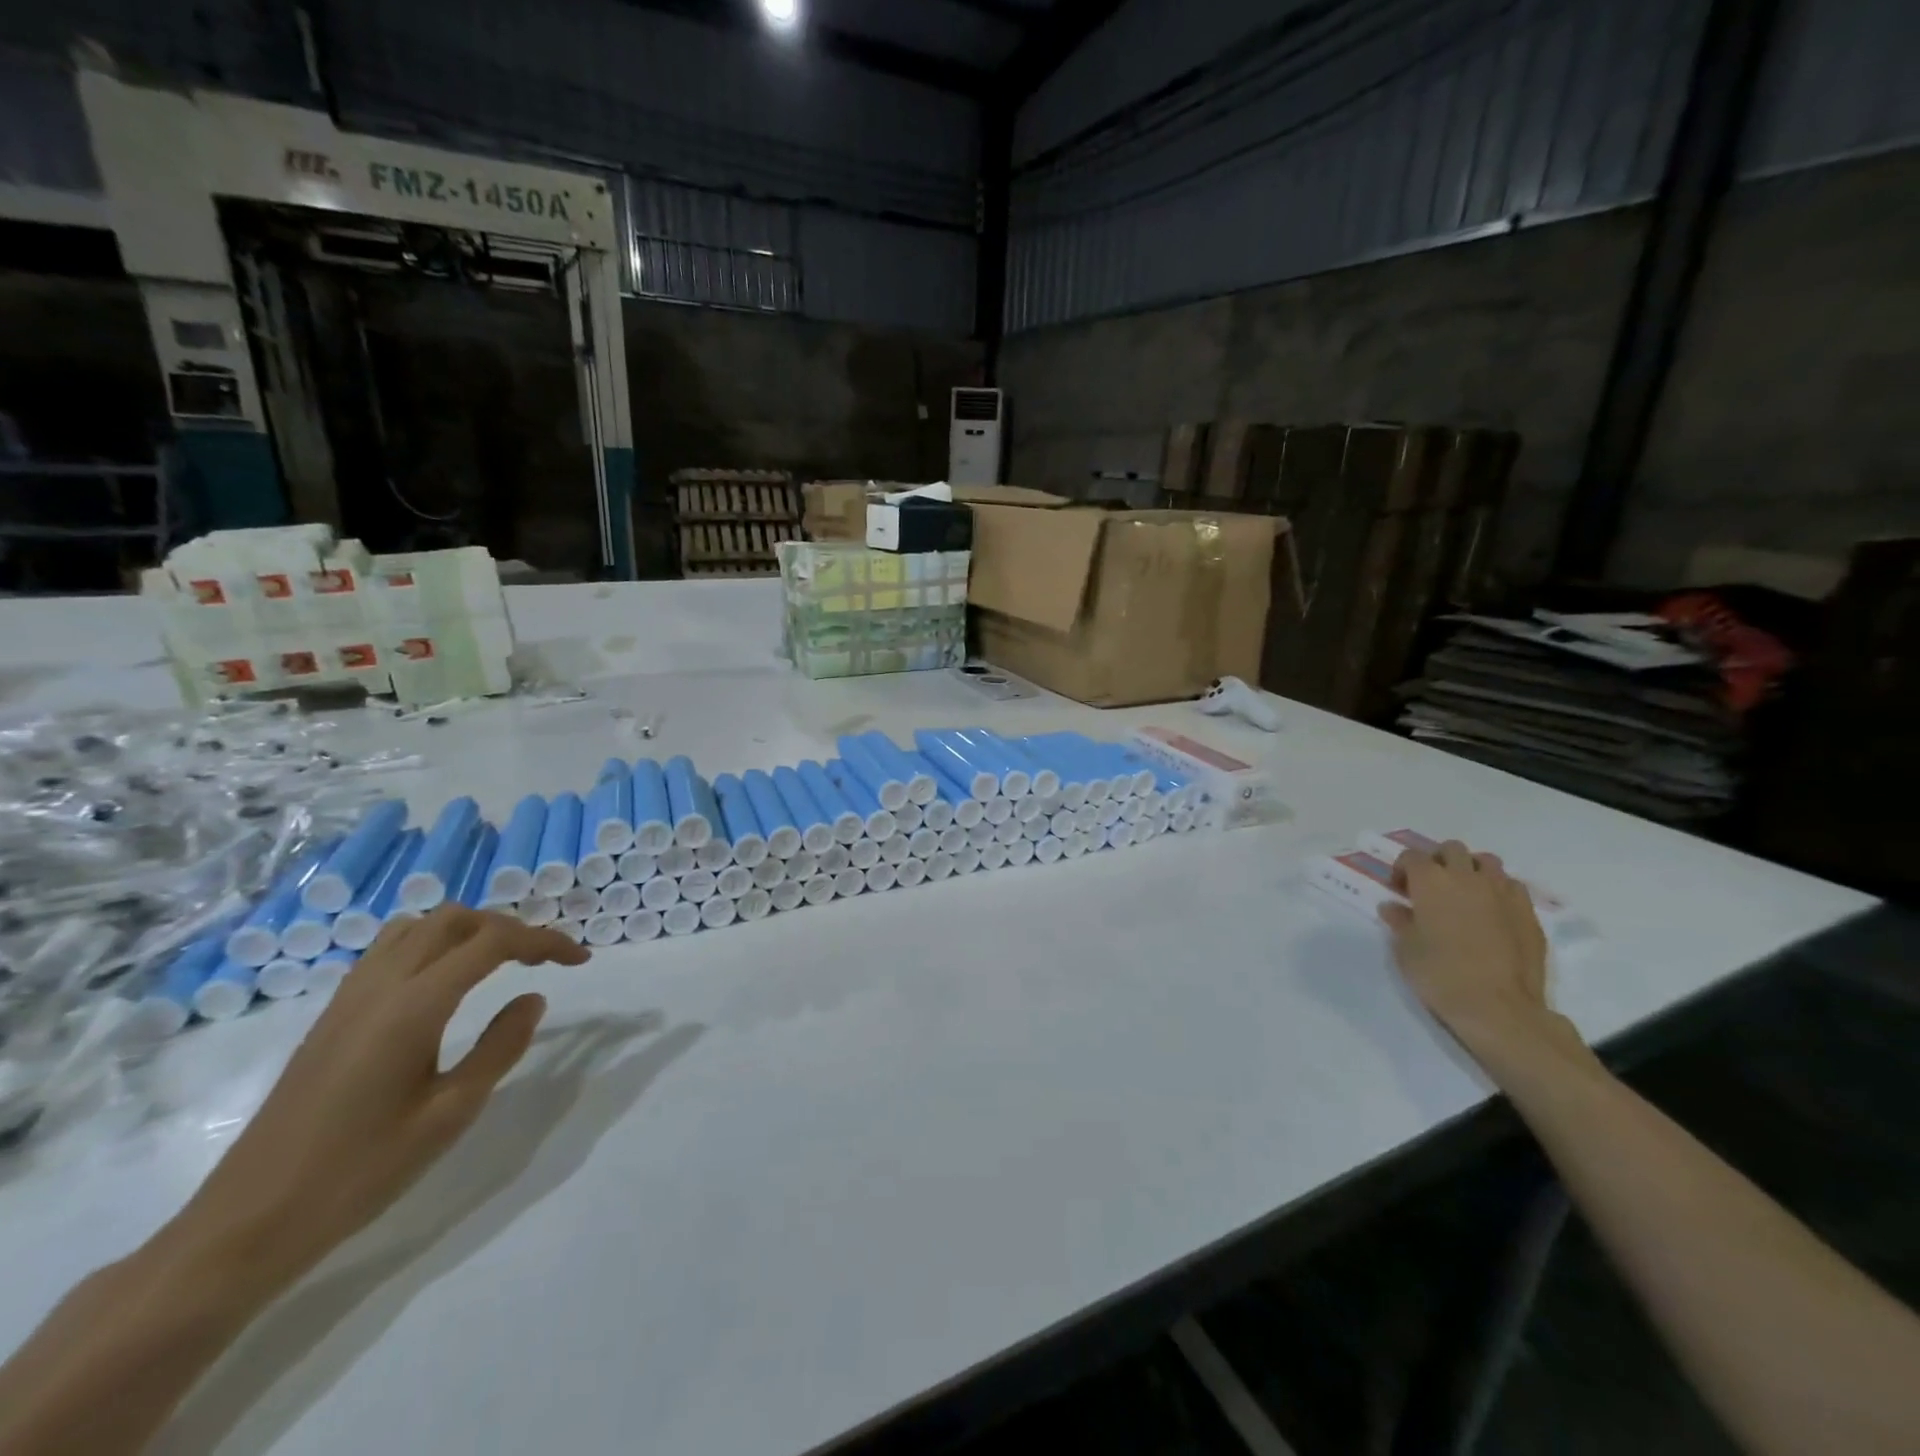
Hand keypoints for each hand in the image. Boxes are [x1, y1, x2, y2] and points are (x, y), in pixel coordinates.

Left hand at [162, 906, 588, 1289]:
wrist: (249, 1222)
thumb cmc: (361, 1172)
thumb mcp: (450, 1114)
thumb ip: (500, 1047)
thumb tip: (533, 998)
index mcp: (414, 1006)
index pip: (492, 942)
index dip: (544, 940)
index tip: (580, 959)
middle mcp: (380, 986)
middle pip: (454, 919)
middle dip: (509, 928)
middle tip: (544, 960)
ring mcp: (349, 998)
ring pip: (417, 927)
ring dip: (467, 930)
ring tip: (499, 962)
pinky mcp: (332, 1015)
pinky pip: (390, 950)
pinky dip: (432, 945)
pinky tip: (446, 984)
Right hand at [1380, 840, 1558, 1058]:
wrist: (1498, 1007)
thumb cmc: (1440, 974)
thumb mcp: (1405, 949)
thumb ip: (1400, 921)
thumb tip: (1393, 907)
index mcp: (1431, 881)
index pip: (1411, 857)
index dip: (1402, 869)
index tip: (1399, 890)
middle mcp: (1467, 877)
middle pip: (1451, 849)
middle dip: (1438, 861)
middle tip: (1431, 887)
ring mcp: (1502, 892)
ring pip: (1486, 862)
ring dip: (1471, 870)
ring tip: (1464, 894)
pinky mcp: (1528, 912)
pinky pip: (1511, 886)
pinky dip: (1498, 890)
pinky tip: (1492, 913)